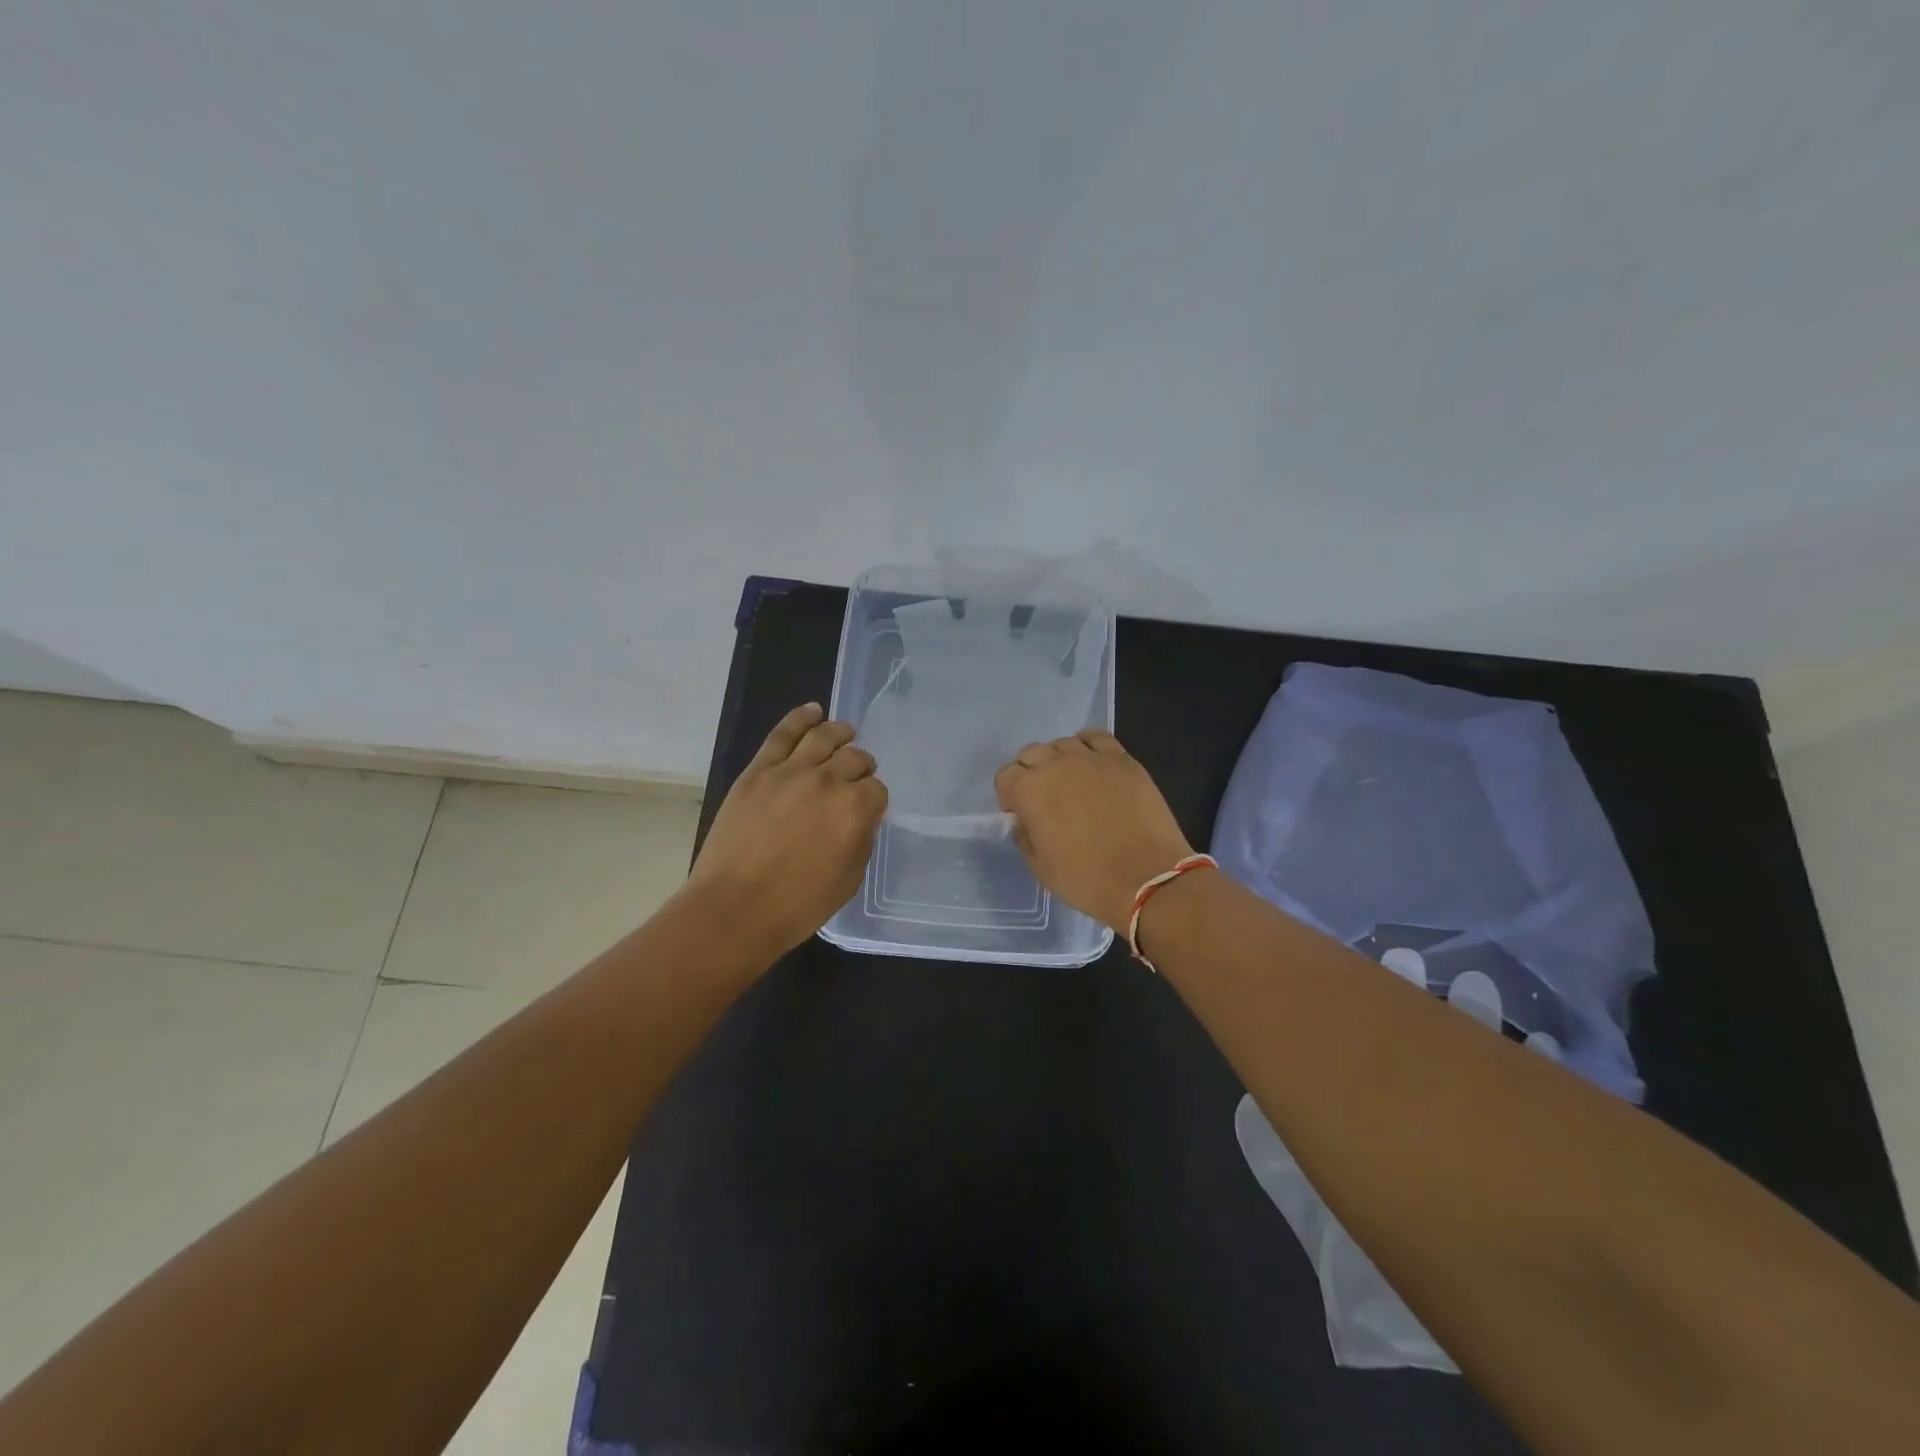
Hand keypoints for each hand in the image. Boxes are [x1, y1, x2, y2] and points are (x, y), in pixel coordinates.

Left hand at [687, 703, 887, 955]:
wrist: (734, 908)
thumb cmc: (797, 905)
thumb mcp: (849, 880)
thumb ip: (861, 841)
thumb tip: (860, 818)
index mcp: (855, 809)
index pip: (876, 789)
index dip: (873, 798)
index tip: (866, 808)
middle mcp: (828, 781)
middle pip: (854, 758)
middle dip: (861, 766)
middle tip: (857, 774)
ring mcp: (790, 771)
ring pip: (822, 736)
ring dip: (839, 731)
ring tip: (844, 731)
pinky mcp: (758, 770)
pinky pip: (782, 734)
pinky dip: (800, 718)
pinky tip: (813, 711)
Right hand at [993, 729, 1193, 932]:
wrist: (1146, 879)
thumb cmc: (1086, 879)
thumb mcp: (1040, 867)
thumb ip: (1025, 837)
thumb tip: (1024, 821)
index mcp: (1029, 790)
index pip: (1006, 776)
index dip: (1009, 795)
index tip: (1019, 813)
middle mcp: (1056, 765)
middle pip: (1032, 754)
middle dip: (1031, 773)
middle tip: (1044, 798)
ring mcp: (1091, 759)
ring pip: (1063, 744)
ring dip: (1059, 759)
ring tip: (1071, 782)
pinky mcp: (1122, 760)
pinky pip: (1097, 738)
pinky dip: (1088, 746)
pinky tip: (1093, 764)